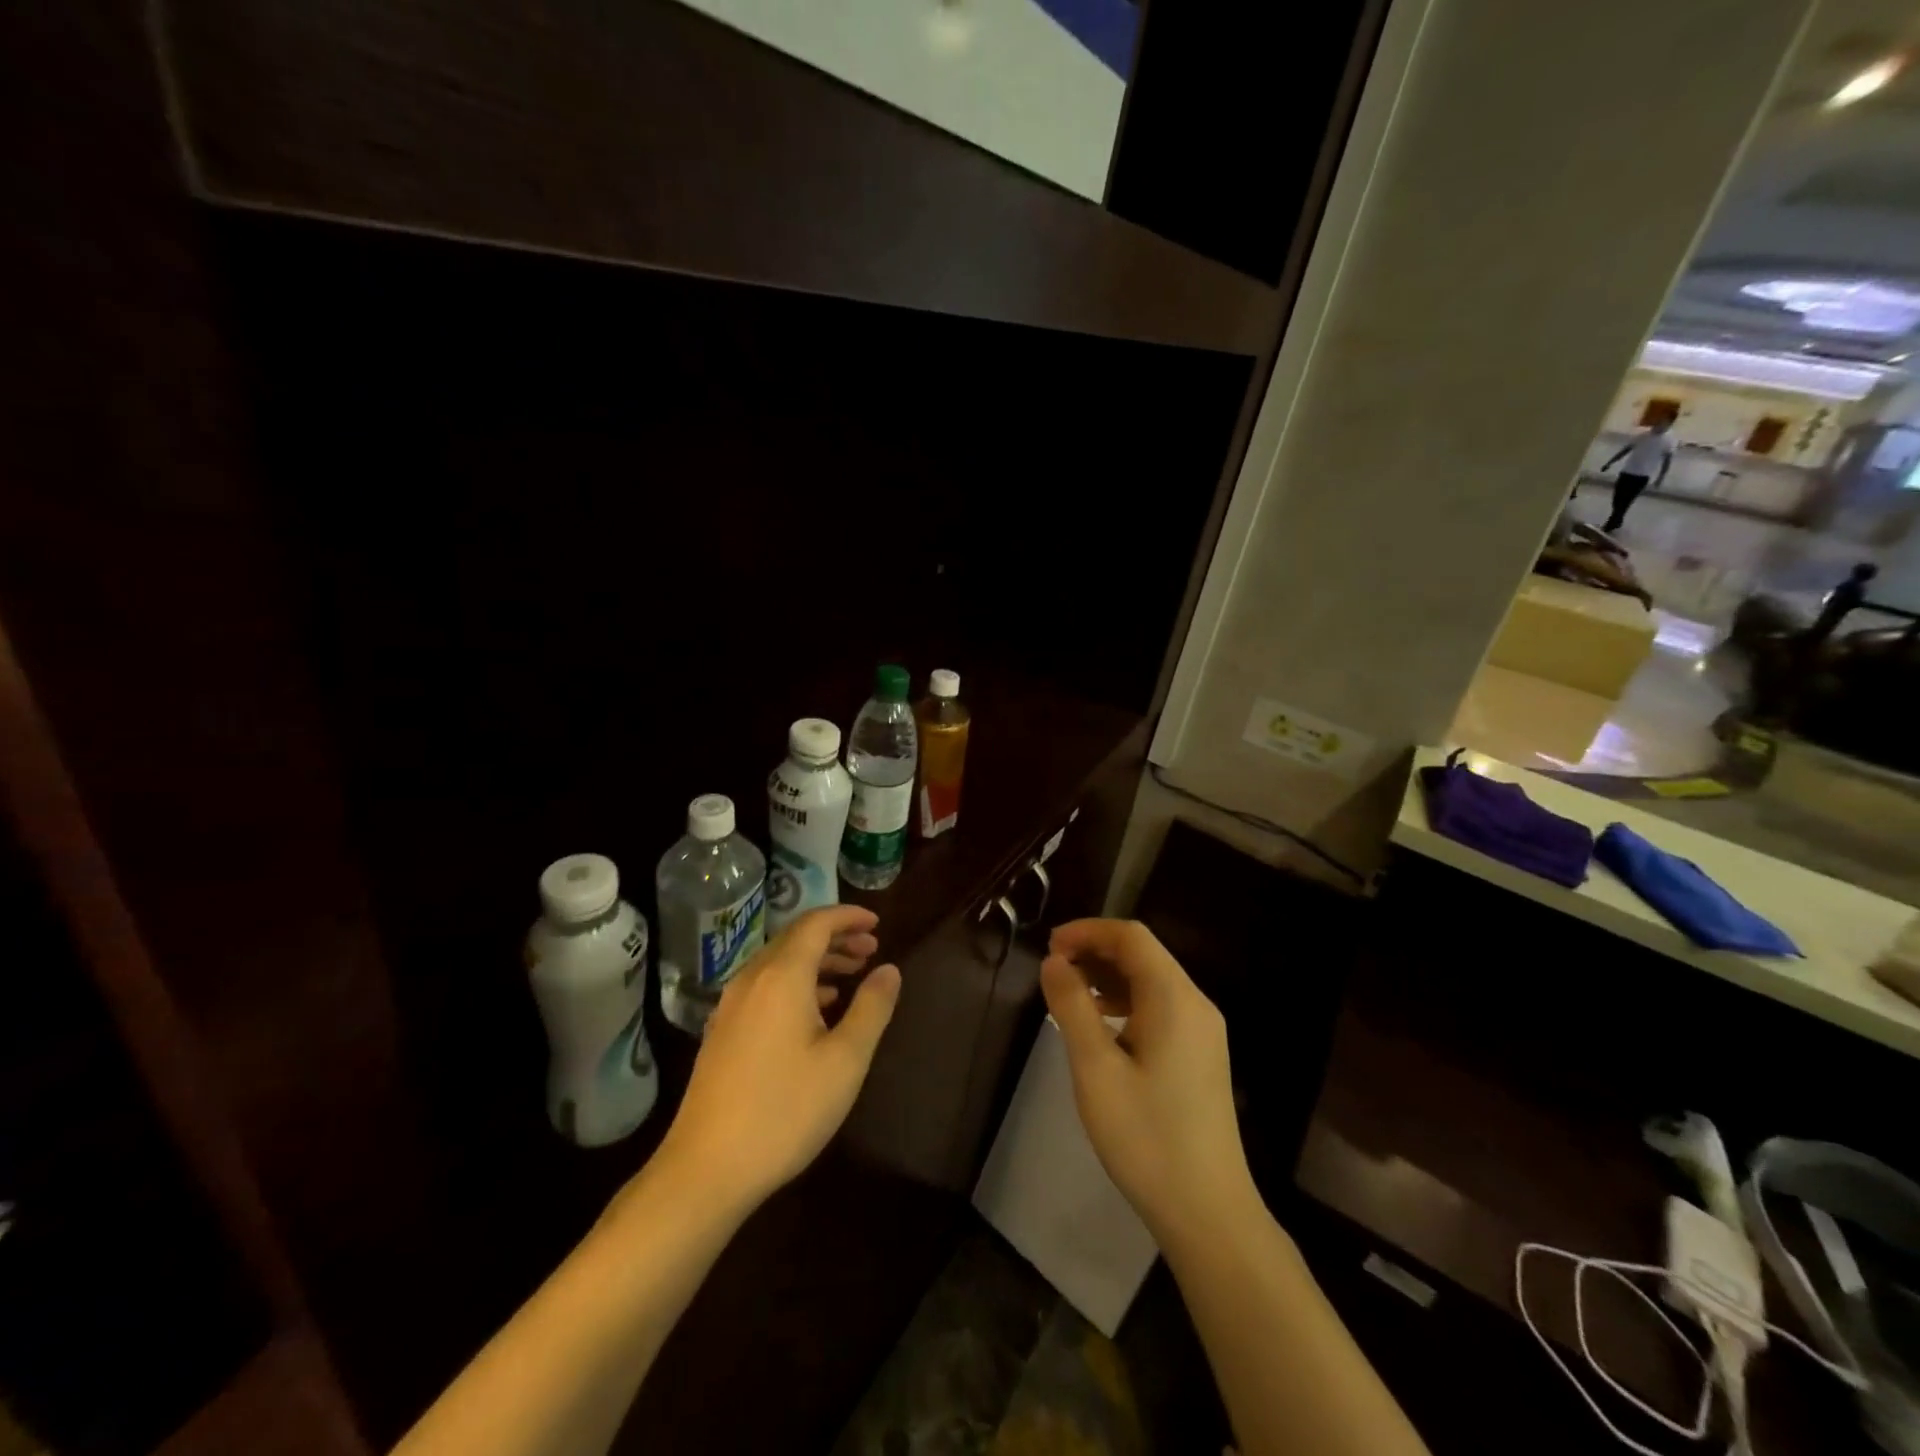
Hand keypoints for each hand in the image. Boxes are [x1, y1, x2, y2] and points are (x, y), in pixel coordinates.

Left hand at [657, 906, 900, 1215]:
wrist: (706, 1169)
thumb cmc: (785, 1110)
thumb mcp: (845, 1060)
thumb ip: (871, 1008)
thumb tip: (889, 970)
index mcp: (782, 976)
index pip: (816, 923)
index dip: (848, 916)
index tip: (877, 922)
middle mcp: (752, 980)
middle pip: (796, 939)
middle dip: (836, 937)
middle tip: (871, 949)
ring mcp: (731, 1006)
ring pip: (779, 963)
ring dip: (817, 961)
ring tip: (851, 975)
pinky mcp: (722, 1032)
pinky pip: (764, 987)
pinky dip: (796, 983)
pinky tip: (815, 1010)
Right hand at [1040, 919, 1257, 1246]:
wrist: (1208, 1211)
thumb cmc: (1146, 1137)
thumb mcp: (1096, 1069)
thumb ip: (1072, 1007)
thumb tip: (1054, 962)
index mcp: (1174, 999)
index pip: (1131, 937)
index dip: (1088, 931)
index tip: (1050, 946)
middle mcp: (1195, 1004)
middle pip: (1144, 954)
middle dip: (1096, 950)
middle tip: (1053, 968)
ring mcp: (1203, 1031)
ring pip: (1152, 980)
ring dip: (1109, 976)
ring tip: (1069, 993)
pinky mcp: (1201, 1054)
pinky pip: (1160, 1007)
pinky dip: (1126, 1001)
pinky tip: (1101, 1025)